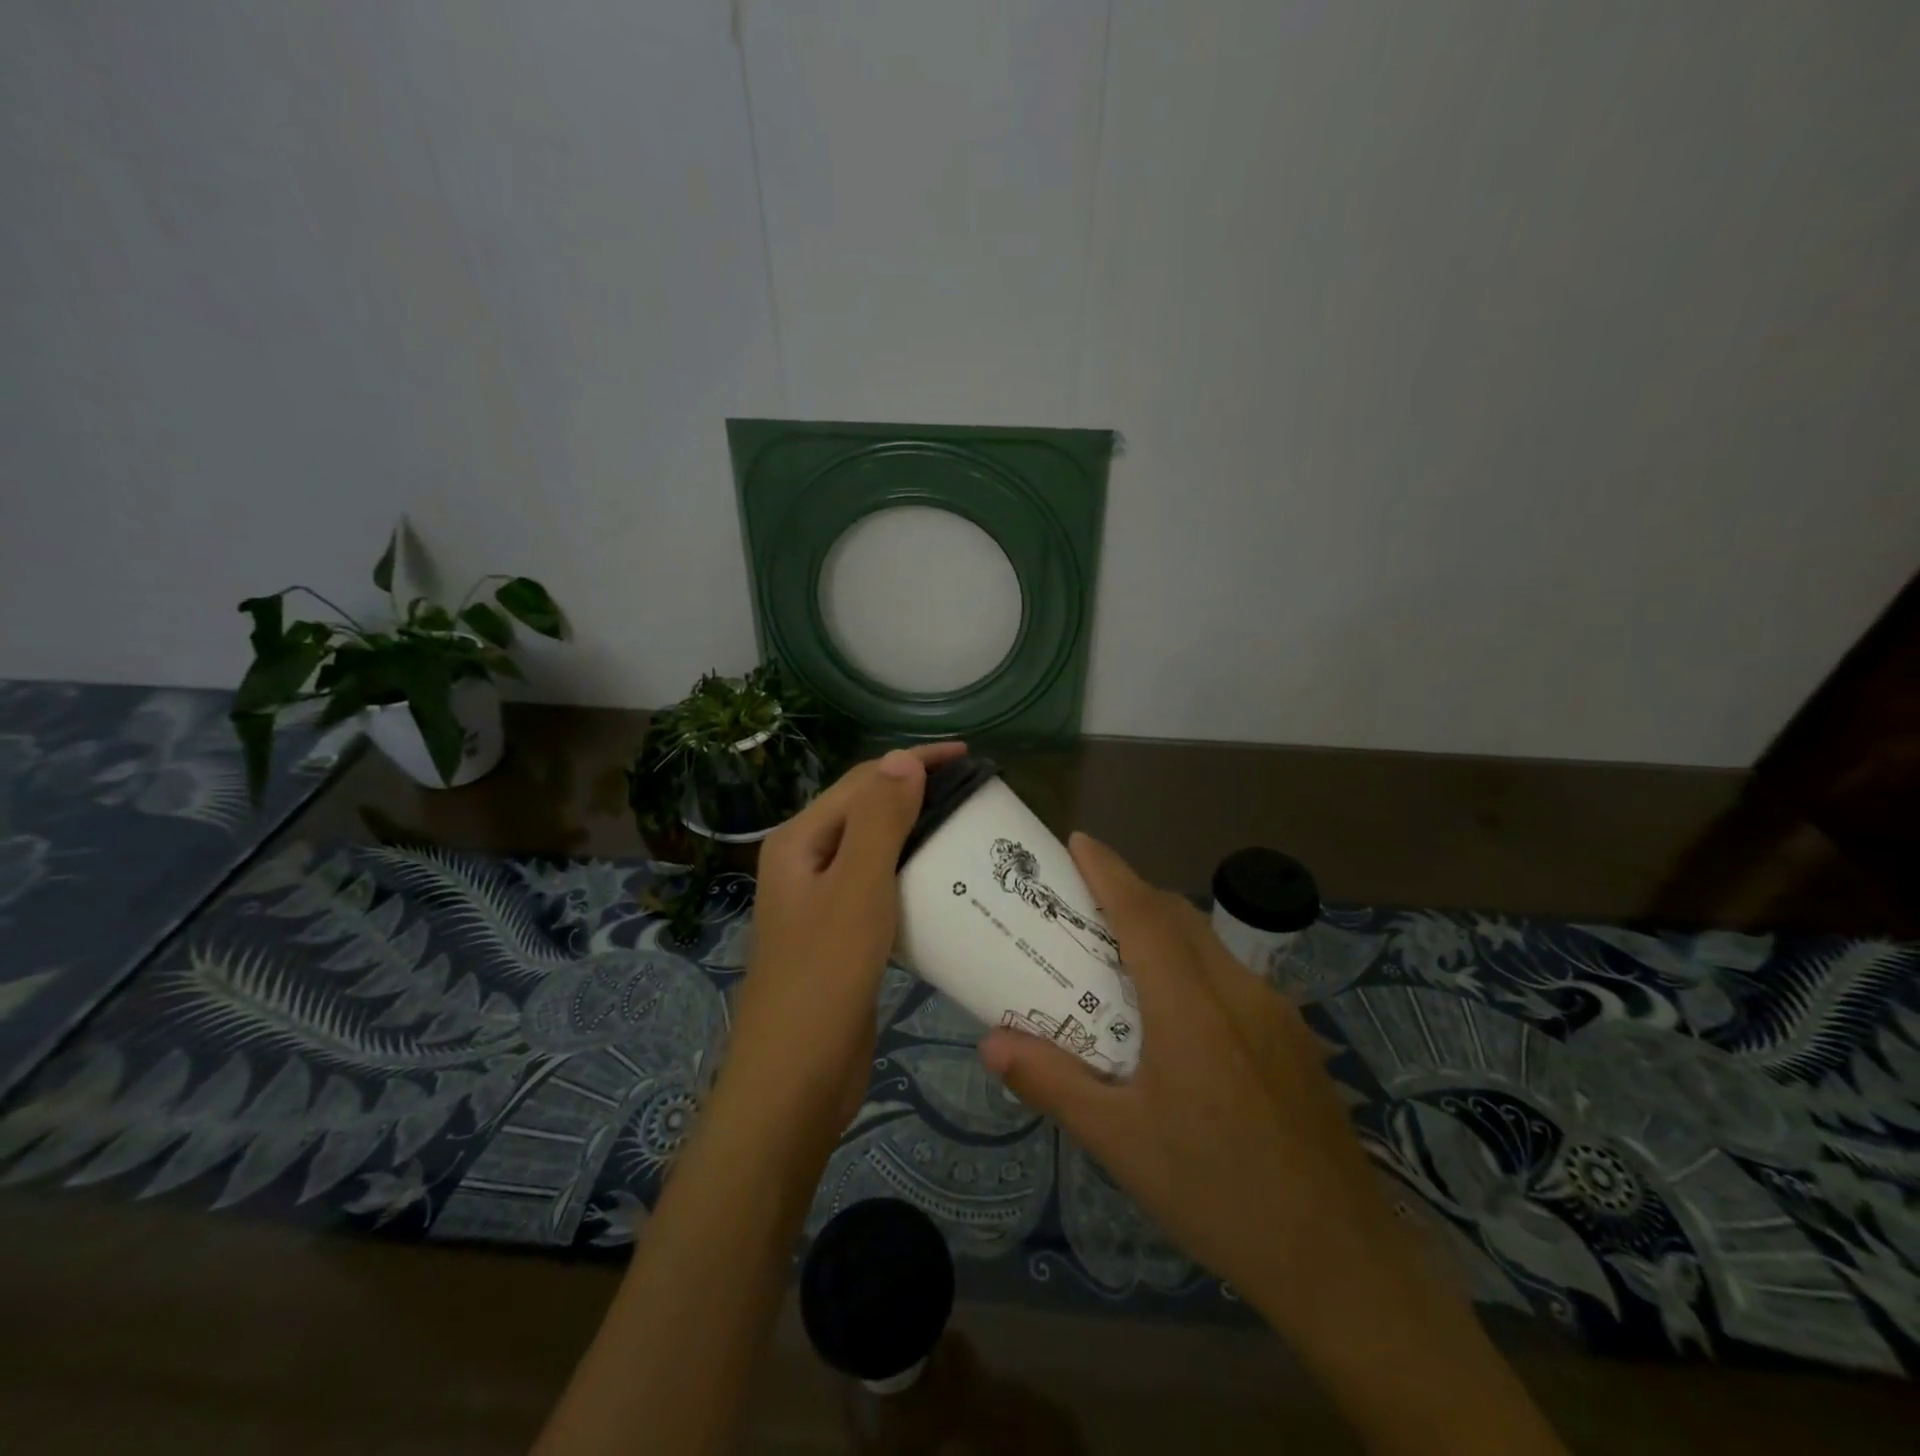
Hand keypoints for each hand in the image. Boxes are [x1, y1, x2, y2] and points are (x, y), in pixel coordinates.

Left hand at [726, 742, 967, 1141]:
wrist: (795, 1080)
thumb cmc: (824, 975)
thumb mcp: (857, 887)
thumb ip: (879, 820)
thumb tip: (903, 758)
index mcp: (800, 841)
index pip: (863, 781)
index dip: (914, 762)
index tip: (968, 757)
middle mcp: (806, 863)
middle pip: (867, 811)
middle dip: (917, 794)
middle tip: (973, 794)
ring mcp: (822, 902)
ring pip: (875, 851)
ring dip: (917, 834)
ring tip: (967, 831)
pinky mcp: (841, 937)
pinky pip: (880, 889)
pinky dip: (912, 876)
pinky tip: (945, 885)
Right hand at [978, 832, 1403, 1336]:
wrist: (1343, 1262)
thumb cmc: (1217, 1193)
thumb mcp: (1120, 1143)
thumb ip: (1053, 1083)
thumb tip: (991, 1043)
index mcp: (1190, 1005)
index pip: (1143, 912)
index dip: (1108, 870)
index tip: (1077, 841)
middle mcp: (1237, 991)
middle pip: (1177, 916)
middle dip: (1131, 893)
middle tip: (1083, 905)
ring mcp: (1275, 1012)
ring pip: (1209, 944)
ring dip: (1164, 929)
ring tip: (1121, 958)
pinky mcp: (1294, 1038)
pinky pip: (1233, 977)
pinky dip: (1193, 965)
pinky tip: (1178, 1018)